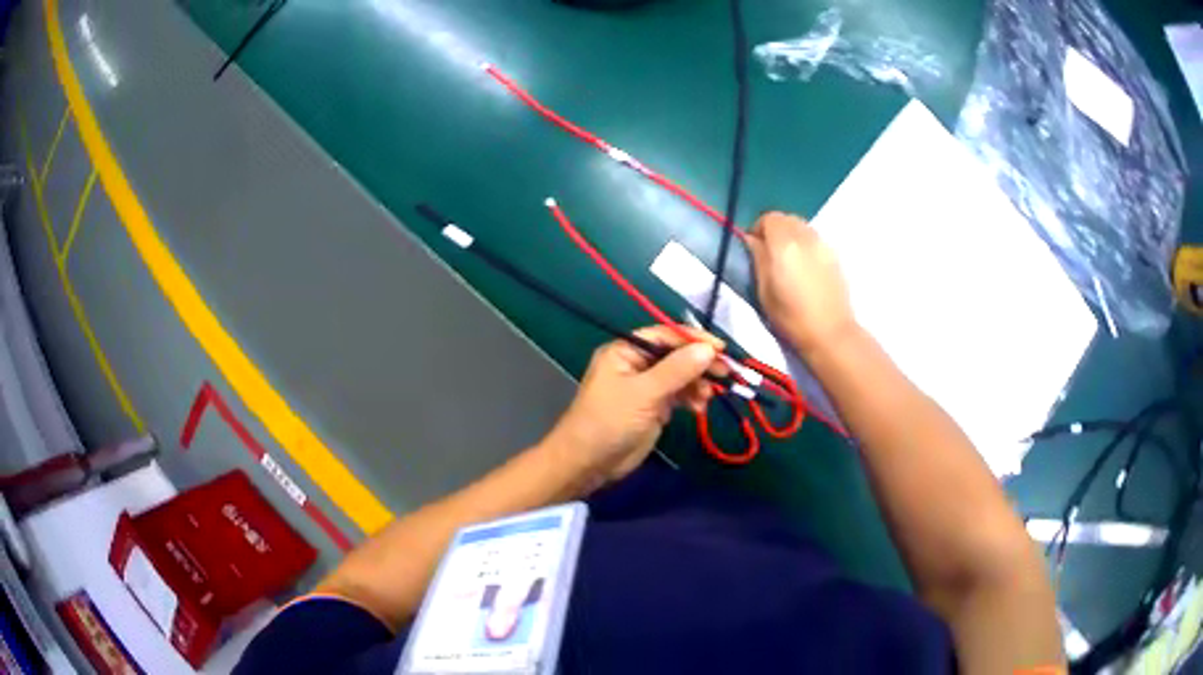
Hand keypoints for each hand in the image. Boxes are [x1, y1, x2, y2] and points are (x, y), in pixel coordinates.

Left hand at [542, 326, 724, 490]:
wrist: (588, 462)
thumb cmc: (609, 421)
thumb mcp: (644, 393)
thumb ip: (677, 370)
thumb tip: (708, 349)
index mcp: (626, 350)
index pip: (666, 335)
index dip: (694, 340)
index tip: (721, 349)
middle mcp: (636, 363)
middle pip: (676, 355)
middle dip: (700, 363)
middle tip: (726, 373)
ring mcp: (645, 386)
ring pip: (680, 376)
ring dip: (697, 383)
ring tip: (709, 397)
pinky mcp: (652, 407)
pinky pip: (678, 395)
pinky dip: (691, 398)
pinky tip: (700, 407)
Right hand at [745, 212, 856, 355]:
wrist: (830, 333)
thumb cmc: (791, 317)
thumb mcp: (763, 291)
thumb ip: (757, 258)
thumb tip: (751, 240)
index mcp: (783, 243)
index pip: (768, 218)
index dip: (758, 229)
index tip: (753, 248)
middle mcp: (805, 236)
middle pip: (787, 219)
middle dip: (775, 230)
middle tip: (769, 254)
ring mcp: (823, 244)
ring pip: (802, 227)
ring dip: (791, 236)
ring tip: (788, 261)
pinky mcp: (835, 256)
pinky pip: (815, 240)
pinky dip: (806, 245)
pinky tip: (805, 269)